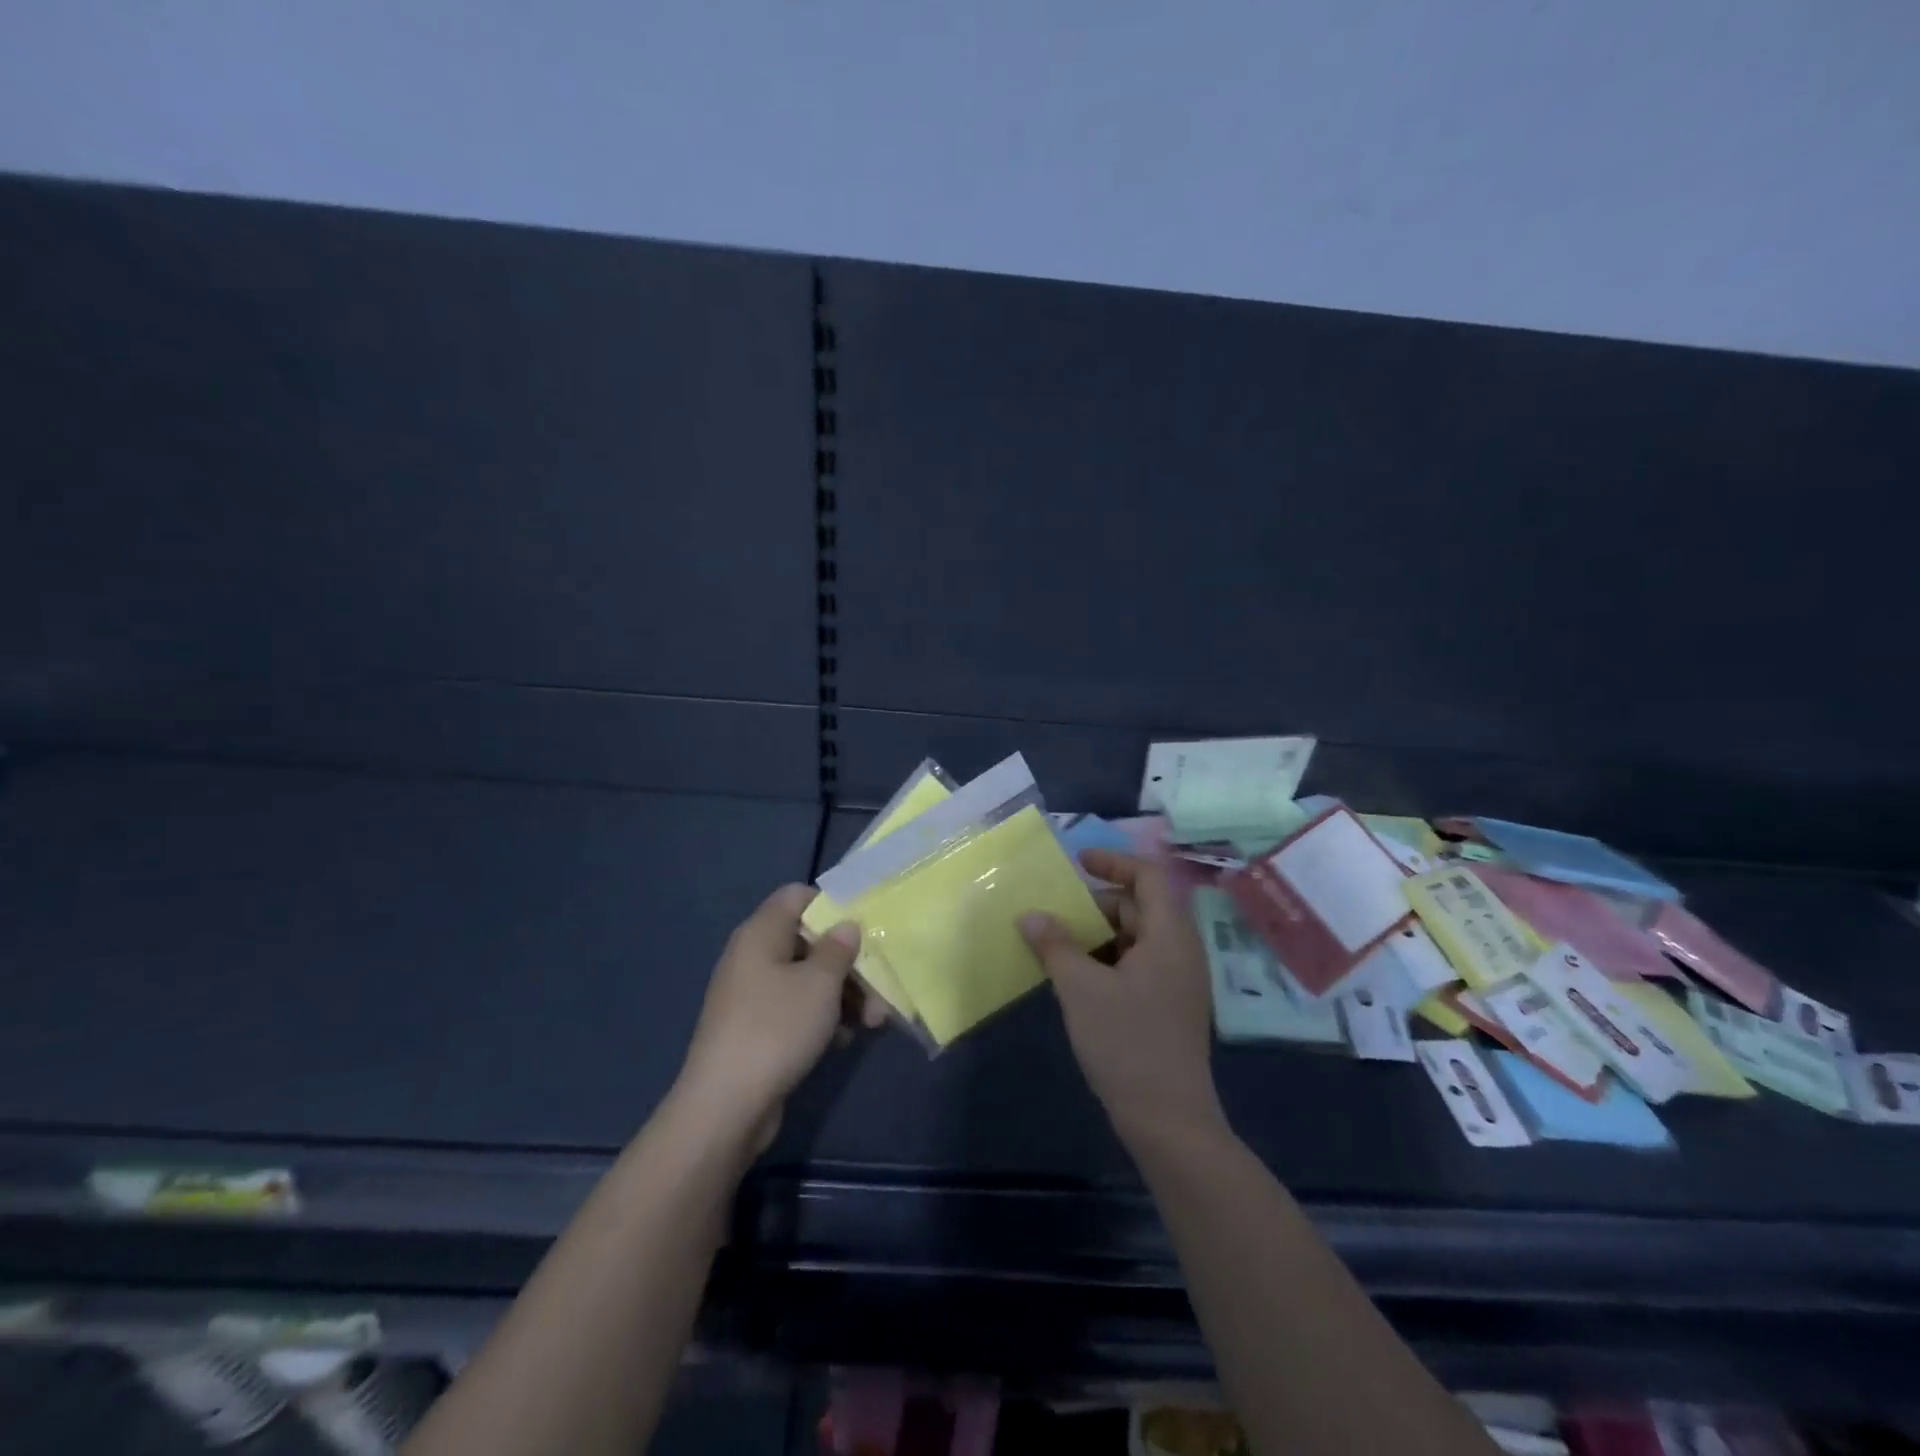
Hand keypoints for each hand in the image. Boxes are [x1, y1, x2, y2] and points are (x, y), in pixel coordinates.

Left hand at [674, 884, 863, 1149]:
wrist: (726, 1106)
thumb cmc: (776, 1028)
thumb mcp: (820, 984)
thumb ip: (838, 949)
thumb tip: (844, 926)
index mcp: (761, 933)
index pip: (797, 896)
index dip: (831, 904)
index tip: (864, 925)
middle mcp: (753, 957)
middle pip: (808, 941)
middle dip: (848, 962)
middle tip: (880, 986)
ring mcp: (752, 995)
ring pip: (806, 980)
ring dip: (843, 995)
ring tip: (874, 1022)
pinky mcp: (756, 1030)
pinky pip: (796, 1010)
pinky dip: (822, 1018)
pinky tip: (844, 1040)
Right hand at [1021, 850, 1222, 1144]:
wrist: (1168, 1121)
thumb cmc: (1127, 1044)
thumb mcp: (1081, 988)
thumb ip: (1055, 945)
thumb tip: (1030, 914)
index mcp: (1170, 936)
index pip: (1149, 876)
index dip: (1114, 862)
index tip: (1078, 862)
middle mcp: (1180, 951)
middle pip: (1140, 906)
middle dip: (1097, 904)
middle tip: (1056, 911)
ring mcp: (1177, 981)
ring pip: (1136, 938)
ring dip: (1098, 934)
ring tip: (1057, 943)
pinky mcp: (1168, 1006)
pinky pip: (1137, 964)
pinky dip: (1107, 959)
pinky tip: (1076, 977)